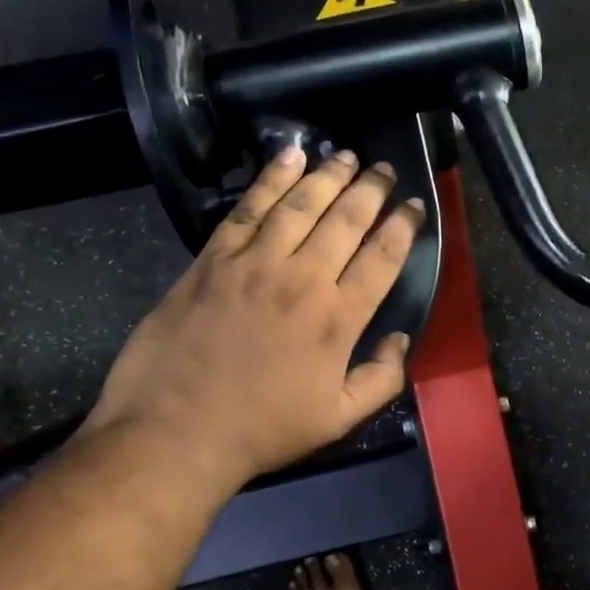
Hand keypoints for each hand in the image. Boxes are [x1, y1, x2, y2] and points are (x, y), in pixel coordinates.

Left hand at [85, 146, 423, 498]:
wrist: (174, 433)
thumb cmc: (262, 430)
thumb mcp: (338, 419)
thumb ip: (381, 379)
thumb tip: (400, 340)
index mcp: (338, 318)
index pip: (382, 257)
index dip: (404, 226)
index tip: (414, 205)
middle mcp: (303, 278)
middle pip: (347, 220)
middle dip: (372, 189)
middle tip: (386, 170)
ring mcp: (255, 263)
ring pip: (301, 204)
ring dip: (329, 175)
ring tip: (348, 156)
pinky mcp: (214, 259)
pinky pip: (249, 208)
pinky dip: (271, 179)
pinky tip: (289, 156)